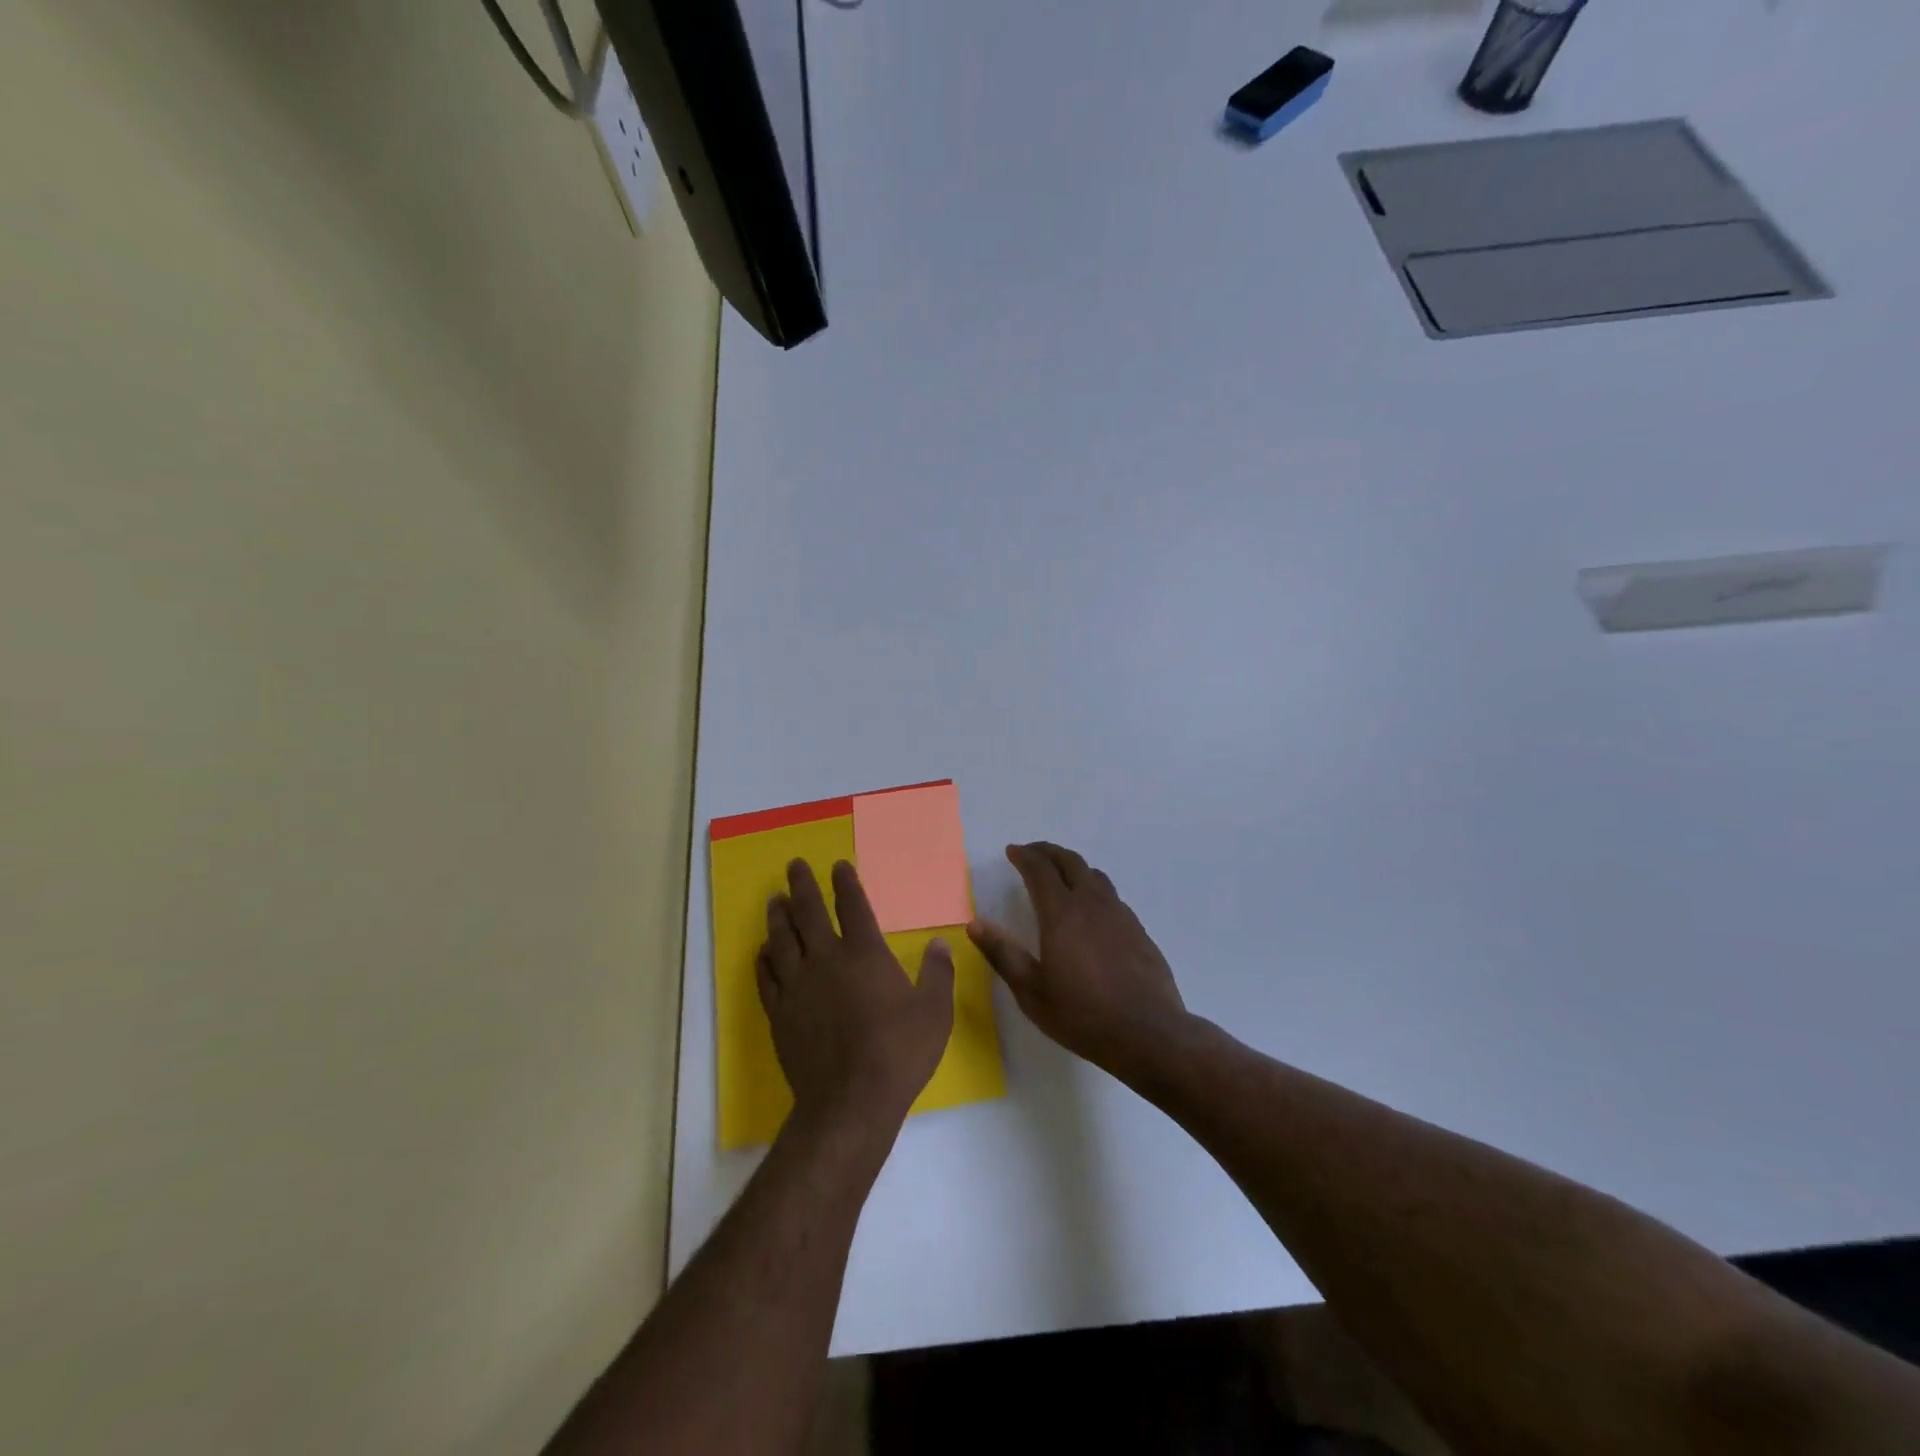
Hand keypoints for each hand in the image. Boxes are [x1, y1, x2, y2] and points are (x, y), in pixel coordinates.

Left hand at [759, 859, 955, 1138]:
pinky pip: (766, 977)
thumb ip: (937, 974)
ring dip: (778, 916)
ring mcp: (798, 986)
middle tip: (794, 865)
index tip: (838, 865)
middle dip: (802, 885)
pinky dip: (763, 959)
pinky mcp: (779, 1014)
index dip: (845, 883)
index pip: (853, 906)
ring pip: (782, 940)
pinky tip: (762, 951)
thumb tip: (939, 944)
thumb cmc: (899, 1052)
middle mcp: (827, 960)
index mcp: (865, 954)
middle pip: (809, 913)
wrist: (851, 1101)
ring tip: (774, 899)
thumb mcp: (934, 1012)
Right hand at [968, 842, 1190, 1083]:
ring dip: (1073, 866)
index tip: (1012, 851)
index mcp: (1062, 914)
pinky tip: (1091, 910)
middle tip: (1032, 853)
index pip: (1040, 870)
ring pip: (1094, 875)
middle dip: (1048, 852)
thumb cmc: (1082, 1015)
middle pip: (1070, 861)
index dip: (1024, 856)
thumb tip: (975, 923)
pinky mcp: (1138, 929)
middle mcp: (1092, 904)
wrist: (1148, 1033)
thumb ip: (1003, 954)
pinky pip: (1111, 896)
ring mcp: (1120, 914)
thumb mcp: (1032, 991)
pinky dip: (1093, 889)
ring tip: (1060, 875)